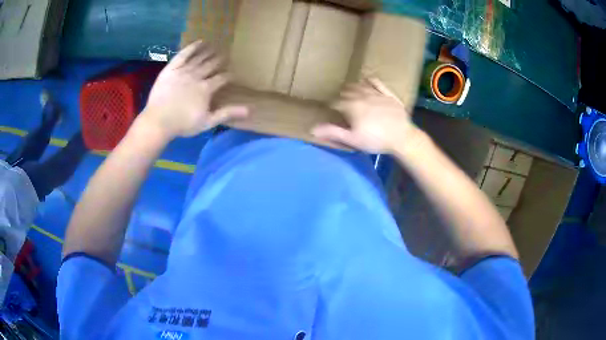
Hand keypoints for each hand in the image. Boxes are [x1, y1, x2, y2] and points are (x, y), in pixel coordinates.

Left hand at [141, 41, 247, 139]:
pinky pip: (183, 55)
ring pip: (199, 58)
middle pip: (211, 66)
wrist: (158, 121)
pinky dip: (191, 48)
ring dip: (207, 52)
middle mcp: (197, 76)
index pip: (221, 79)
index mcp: (206, 89)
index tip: (232, 74)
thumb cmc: (183, 124)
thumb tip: (249, 110)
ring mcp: (183, 71)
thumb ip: (227, 113)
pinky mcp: (171, 69)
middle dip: (219, 61)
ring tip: (214, 47)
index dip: (228, 76)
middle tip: (224, 56)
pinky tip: (199, 42)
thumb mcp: (207, 122)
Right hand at [311, 78, 418, 153]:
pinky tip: (367, 79)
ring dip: (353, 87)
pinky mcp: (388, 95)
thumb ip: (333, 132)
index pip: (336, 102)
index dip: (331, 105)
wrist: (402, 137)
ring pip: (361, 86)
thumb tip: (312, 129)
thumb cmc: (375, 140)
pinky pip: (378, 83)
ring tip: (349, 89)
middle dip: (341, 95)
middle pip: (348, 92)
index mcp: (351, 106)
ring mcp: (376, 94)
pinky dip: (370, 80)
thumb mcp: (352, 139)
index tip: (329, 108)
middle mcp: (362, 96)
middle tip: (339, 100)